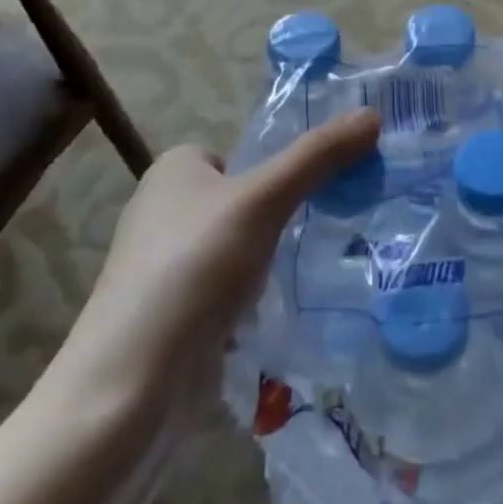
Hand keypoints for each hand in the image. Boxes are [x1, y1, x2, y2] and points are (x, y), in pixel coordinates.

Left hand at [39, 109, 381, 412]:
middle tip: (329, 230)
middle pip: (243, 201)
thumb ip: (317, 156)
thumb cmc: (193, 269)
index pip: (240, 155)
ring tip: (317, 273)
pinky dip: (253, 302)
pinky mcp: (172, 317)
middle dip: (281, 218)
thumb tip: (372, 115)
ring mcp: (165, 269)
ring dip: (270, 262)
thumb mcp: (263, 200)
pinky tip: (282, 317)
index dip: (278, 170)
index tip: (321, 191)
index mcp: (173, 170)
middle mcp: (163, 211)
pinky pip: (227, 293)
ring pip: (238, 250)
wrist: (130, 388)